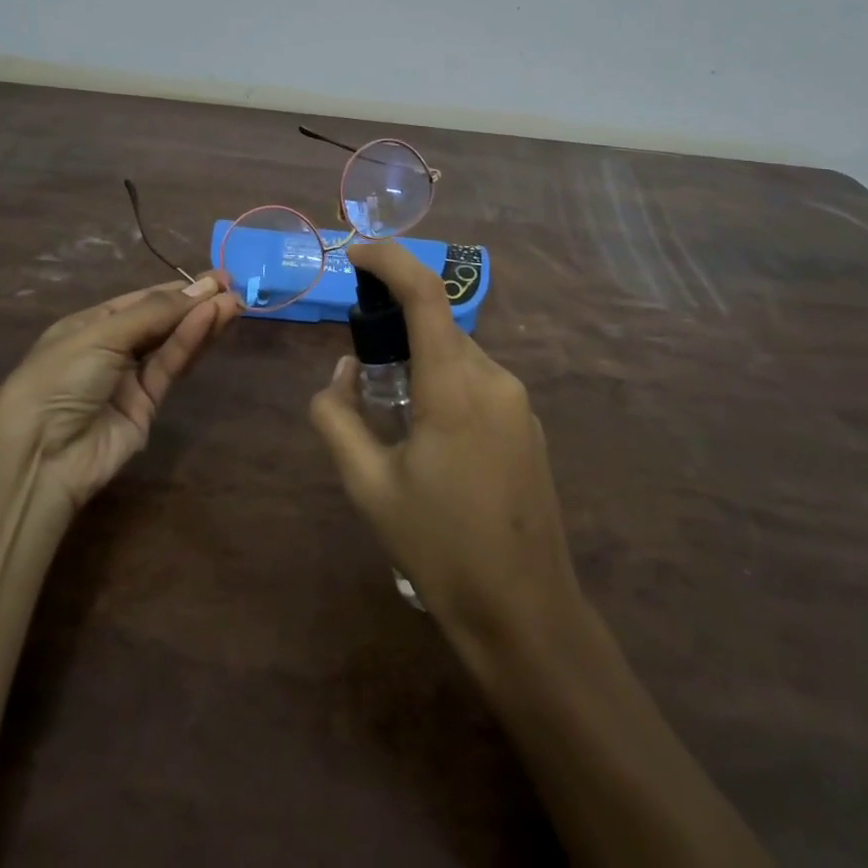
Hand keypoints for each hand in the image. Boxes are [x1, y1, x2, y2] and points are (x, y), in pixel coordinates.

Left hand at [0, 272, 240, 510]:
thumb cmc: (60, 377)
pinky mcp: (147, 406)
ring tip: (234, 303)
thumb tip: (202, 289)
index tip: (214, 279)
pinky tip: (211, 321)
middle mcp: (112, 348)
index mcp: (91, 325)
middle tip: (232, 287)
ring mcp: (129, 379)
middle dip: (195, 304)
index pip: (141, 300)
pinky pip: (171, 367)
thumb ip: (155, 313)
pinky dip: (190, 344)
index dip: (177, 289)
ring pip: (171, 344)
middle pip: (161, 320)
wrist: (40, 455)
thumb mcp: (102, 334)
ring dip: (201, 322)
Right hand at [309, 242, 583, 649]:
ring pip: (458, 355)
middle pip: (438, 326)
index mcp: (454, 385)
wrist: (526, 614)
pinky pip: (478, 383)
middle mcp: (493, 379)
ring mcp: (518, 403)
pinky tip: (432, 442)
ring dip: (422, 363)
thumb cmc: (440, 548)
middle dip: (396, 326)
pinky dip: (446, 385)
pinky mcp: (528, 426)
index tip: (356, 254)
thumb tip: (340, 372)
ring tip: (393, 416)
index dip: (390, 259)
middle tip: (361, 364)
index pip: (425, 293)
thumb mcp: (369, 485)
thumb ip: (338, 417)